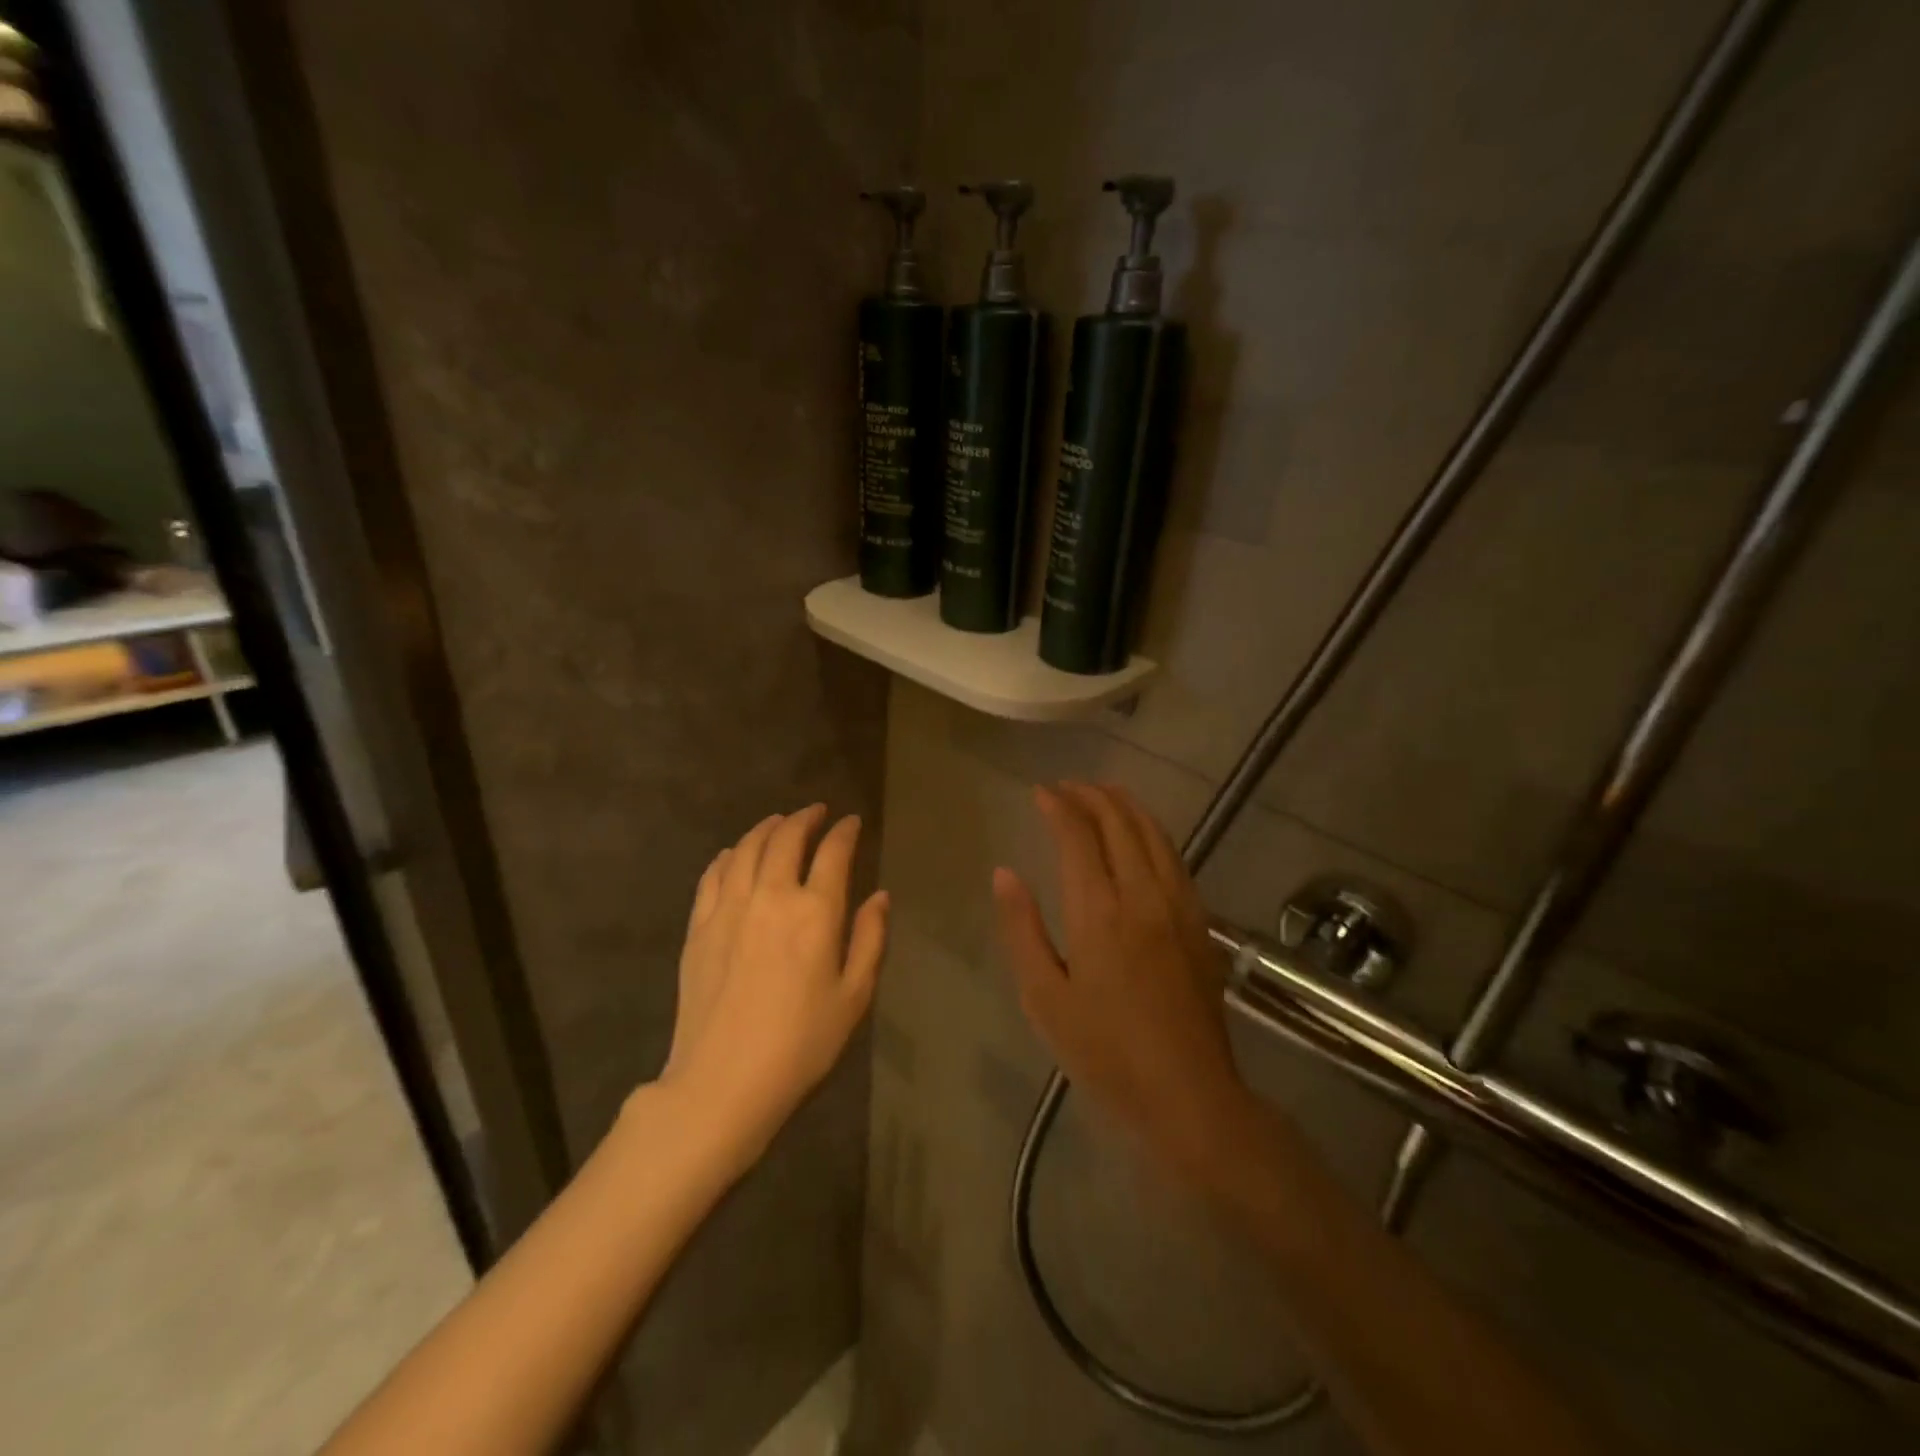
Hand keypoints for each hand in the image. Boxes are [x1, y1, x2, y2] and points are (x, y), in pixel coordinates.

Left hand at [656, 805, 887, 1167]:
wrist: (723, 1082)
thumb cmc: (801, 1044)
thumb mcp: (854, 997)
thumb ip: (869, 939)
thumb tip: (880, 896)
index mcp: (815, 912)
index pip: (833, 852)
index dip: (845, 832)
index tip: (852, 822)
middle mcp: (771, 896)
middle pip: (787, 838)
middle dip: (805, 818)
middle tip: (816, 812)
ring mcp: (729, 908)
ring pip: (748, 848)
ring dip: (767, 828)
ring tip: (779, 822)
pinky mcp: (699, 926)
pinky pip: (714, 874)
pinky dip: (729, 855)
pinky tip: (736, 853)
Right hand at [994, 783, 1247, 1171]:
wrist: (1187, 1094)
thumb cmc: (1104, 1052)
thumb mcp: (1044, 997)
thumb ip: (1022, 929)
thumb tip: (1005, 873)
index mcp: (1099, 911)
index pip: (1078, 836)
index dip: (1058, 806)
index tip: (1040, 792)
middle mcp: (1143, 894)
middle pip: (1119, 823)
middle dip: (1091, 795)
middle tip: (1066, 787)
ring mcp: (1178, 905)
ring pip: (1153, 833)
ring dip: (1125, 805)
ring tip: (1102, 793)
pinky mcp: (1200, 921)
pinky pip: (1175, 857)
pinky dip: (1152, 831)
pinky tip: (1141, 834)